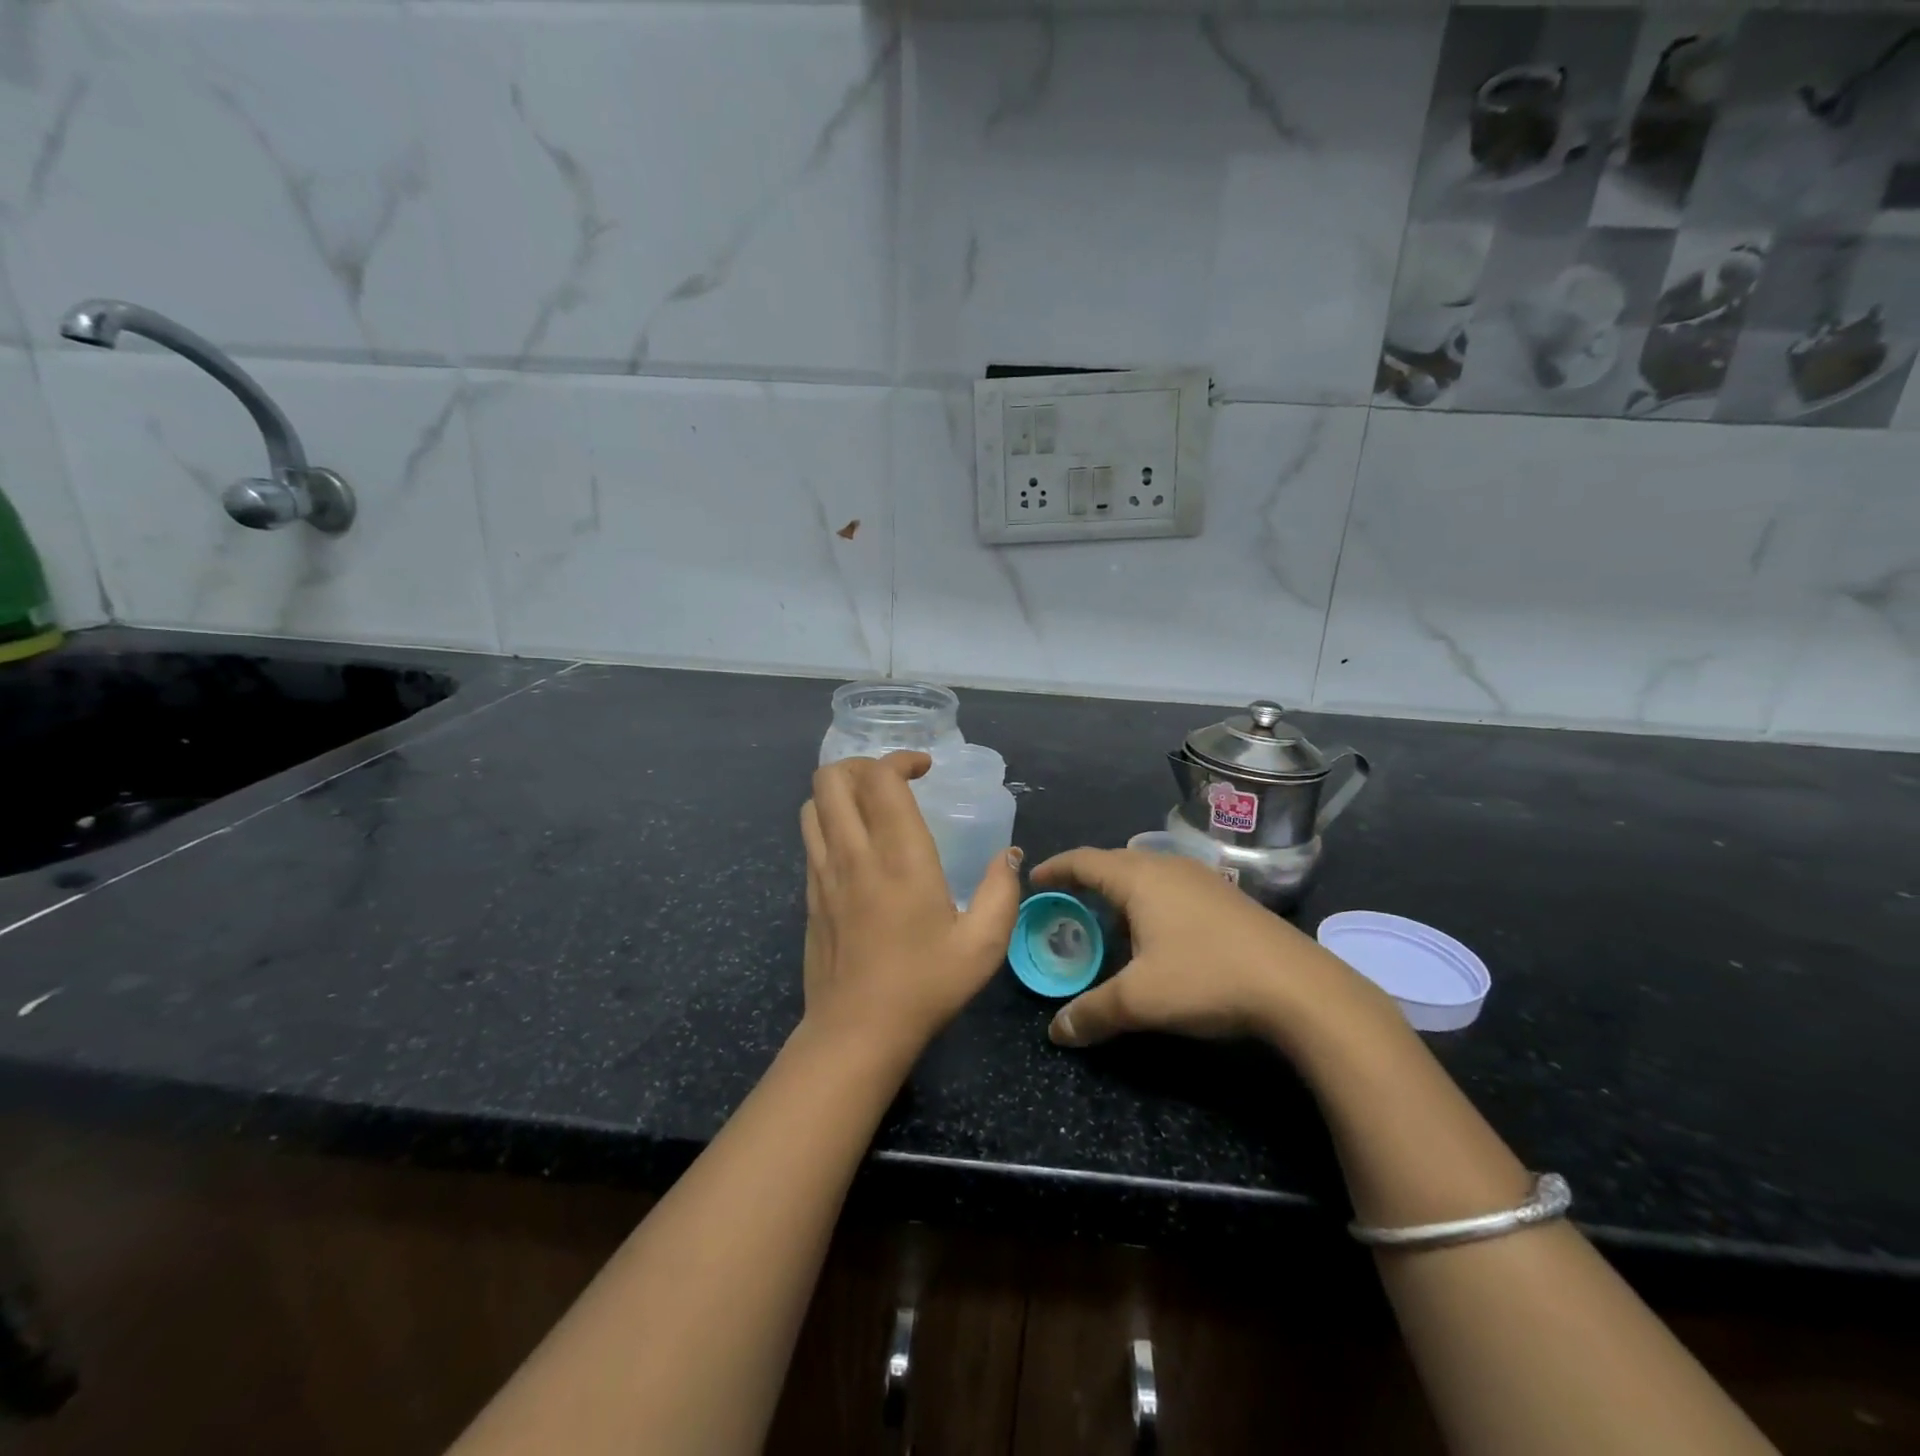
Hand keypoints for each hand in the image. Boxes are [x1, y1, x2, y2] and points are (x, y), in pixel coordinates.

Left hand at [800, 753, 1022, 1058]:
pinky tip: (857, 846)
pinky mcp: (809, 894)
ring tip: (870, 805)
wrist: (856, 1031)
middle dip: (862, 765)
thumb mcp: (983, 944)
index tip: (924, 769)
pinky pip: (810, 836)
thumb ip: (1002, 891)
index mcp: (899, 856)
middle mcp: (854, 853)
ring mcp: (823, 872)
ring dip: (840, 791)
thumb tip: (1008, 855)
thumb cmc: (925, 985)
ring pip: (813, 803)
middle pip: (832, 778)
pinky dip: (829, 821)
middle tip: (893, 782)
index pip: (880, 778)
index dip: (899, 759)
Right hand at [1032, 848, 1380, 1051]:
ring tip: (1106, 920)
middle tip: (1065, 903)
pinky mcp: (1225, 897)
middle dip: (1085, 880)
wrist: (1299, 986)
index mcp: (1140, 877)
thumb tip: (1056, 1032)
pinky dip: (1148, 901)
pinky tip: (1155, 934)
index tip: (1033, 880)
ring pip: (1146, 874)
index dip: (1055, 868)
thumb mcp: (1140, 1001)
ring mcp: (1202, 879)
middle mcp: (1168, 867)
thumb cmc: (1207, 977)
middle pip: (1114, 862)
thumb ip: (1092, 1013)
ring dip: (1120, 892)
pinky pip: (1170, 887)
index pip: (1084, 860)